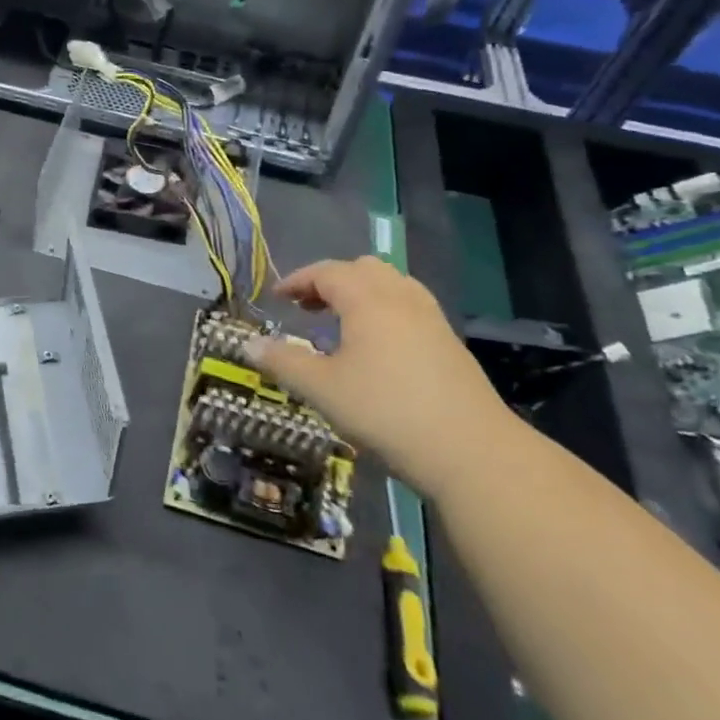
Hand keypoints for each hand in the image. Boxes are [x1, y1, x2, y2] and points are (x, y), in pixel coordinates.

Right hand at [246, 257, 508, 492]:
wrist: (471, 450)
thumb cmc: (386, 412)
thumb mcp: (322, 389)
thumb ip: (283, 362)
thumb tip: (248, 345)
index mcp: (367, 299)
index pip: (326, 272)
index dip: (297, 280)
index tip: (277, 297)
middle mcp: (400, 297)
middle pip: (362, 268)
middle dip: (330, 281)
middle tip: (307, 307)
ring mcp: (431, 318)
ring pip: (391, 284)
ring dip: (360, 293)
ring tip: (341, 323)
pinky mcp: (449, 341)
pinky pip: (409, 305)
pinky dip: (384, 309)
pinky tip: (377, 346)